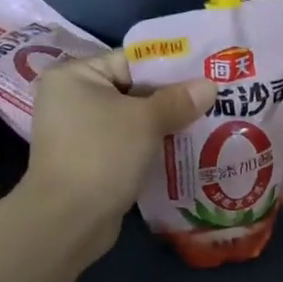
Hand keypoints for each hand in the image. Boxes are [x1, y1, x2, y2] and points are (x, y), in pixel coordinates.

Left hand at [18, 51, 215, 262]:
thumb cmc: (102, 155)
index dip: (170, 67)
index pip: (130, 61)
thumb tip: (210, 85)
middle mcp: (72, 98)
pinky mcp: (91, 161)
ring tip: (208, 122)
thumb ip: (178, 100)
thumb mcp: (145, 121)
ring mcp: (80, 132)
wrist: (69, 221)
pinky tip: (185, 148)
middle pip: (133, 89)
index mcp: (74, 75)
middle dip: (172, 98)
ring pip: (133, 119)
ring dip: (165, 124)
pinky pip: (128, 143)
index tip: (206, 73)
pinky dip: (152, 145)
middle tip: (214, 99)